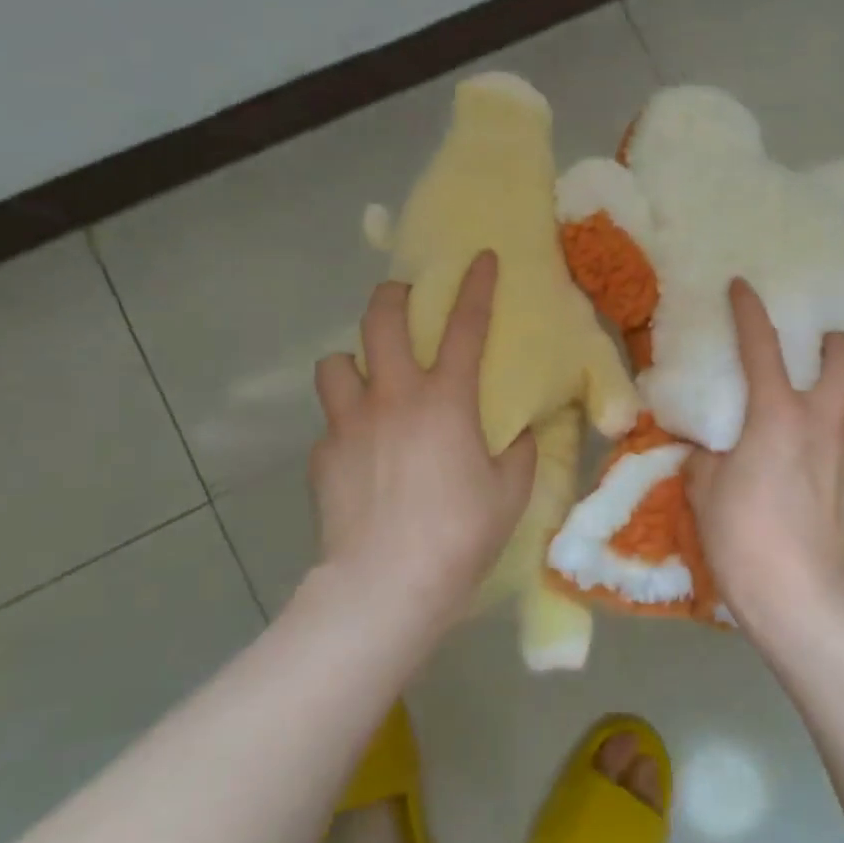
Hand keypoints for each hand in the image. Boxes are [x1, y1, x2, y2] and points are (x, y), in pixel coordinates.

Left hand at [309, 253, 535, 625]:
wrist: (385, 585)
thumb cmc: (459, 534)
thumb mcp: (510, 492)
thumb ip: (520, 451)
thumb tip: (521, 432)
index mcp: (446, 400)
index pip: (465, 326)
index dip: (477, 287)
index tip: (481, 257)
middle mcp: (394, 397)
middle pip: (379, 320)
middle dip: (391, 296)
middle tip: (401, 300)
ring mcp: (350, 423)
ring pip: (335, 363)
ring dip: (353, 364)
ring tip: (367, 383)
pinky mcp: (322, 456)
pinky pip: (331, 423)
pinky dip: (346, 426)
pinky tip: (360, 453)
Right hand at [685, 279, 843, 633]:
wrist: (809, 603)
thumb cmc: (746, 541)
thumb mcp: (705, 493)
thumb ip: (709, 459)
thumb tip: (714, 449)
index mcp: (778, 415)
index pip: (763, 346)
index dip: (750, 310)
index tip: (743, 286)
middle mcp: (826, 421)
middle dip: (835, 343)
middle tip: (816, 348)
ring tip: (821, 401)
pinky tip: (827, 452)